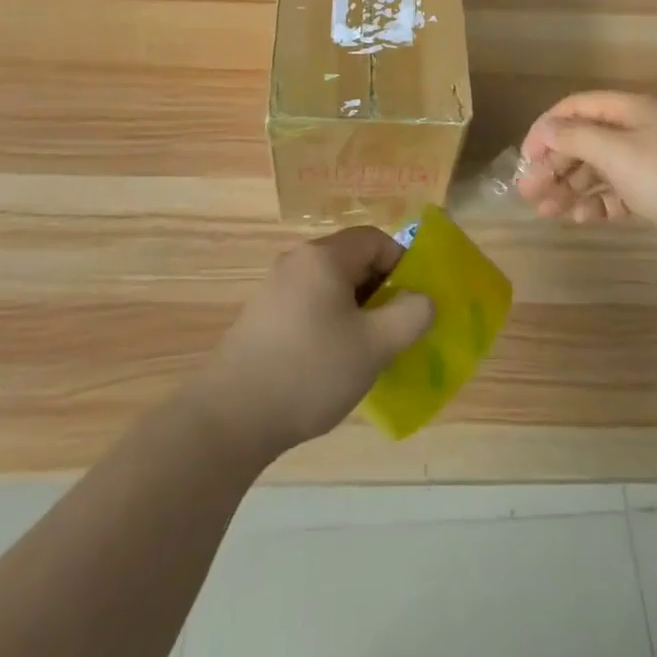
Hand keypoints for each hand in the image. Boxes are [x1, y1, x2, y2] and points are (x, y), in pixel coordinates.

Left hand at [191, 228, 434, 458]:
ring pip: (330, 284)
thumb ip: (411, 316)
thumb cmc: (310, 371)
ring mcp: (274, 287)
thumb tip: (426, 299)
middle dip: (380, 289)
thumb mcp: (374, 346)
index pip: (375, 240)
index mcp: (324, 257)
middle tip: (394, 329)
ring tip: (366, 349)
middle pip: (352, 260)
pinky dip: (329, 320)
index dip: (402, 264)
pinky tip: (331, 361)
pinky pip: (308, 303)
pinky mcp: (261, 315)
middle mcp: (297, 261)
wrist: (230, 417)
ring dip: (355, 308)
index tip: (413, 302)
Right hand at [519, 91, 656, 264]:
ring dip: (573, 187)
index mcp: (630, 109)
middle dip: (556, 165)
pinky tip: (584, 219)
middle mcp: (641, 130)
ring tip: (548, 212)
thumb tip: (545, 128)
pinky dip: (601, 203)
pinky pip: (623, 192)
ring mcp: (656, 162)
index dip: (546, 130)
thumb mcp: (617, 153)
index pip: (575, 108)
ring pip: (602, 169)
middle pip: (586, 141)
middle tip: (529, 194)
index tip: (525, 159)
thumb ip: (575, 139)